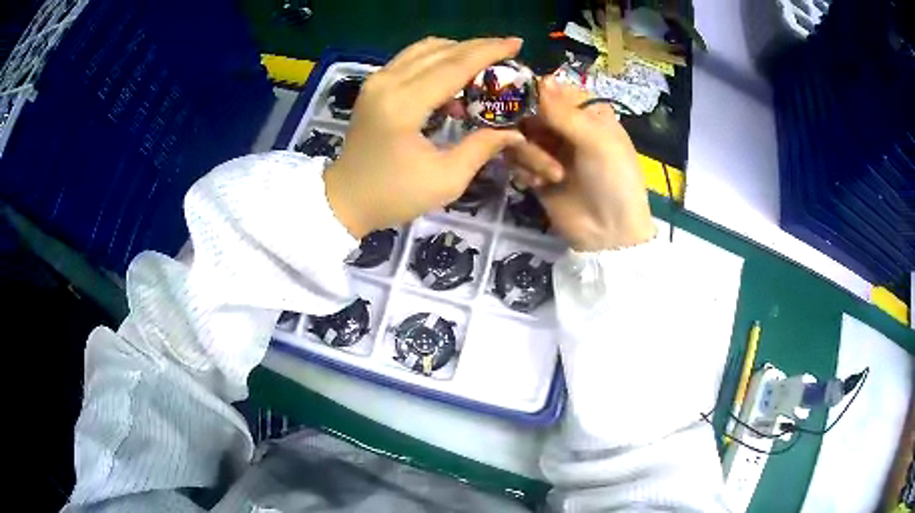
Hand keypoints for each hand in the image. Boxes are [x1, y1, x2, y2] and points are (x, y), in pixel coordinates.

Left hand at [324, 37, 525, 238]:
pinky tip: (454, 79)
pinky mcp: (373, 85)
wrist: (345, 199)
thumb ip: (481, 148)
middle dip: (478, 47)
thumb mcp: (446, 180)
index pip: (454, 66)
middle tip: (508, 53)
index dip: (489, 52)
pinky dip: (437, 60)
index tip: (517, 43)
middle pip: (440, 51)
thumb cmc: (394, 195)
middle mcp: (387, 83)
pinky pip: (411, 59)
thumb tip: (515, 132)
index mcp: (404, 105)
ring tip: (484, 66)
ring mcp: (376, 81)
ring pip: (424, 49)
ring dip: (457, 51)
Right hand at [506, 78, 654, 250]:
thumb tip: (541, 77)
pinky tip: (537, 185)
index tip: (516, 100)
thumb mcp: (596, 141)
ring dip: (529, 155)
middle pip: (528, 111)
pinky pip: (515, 160)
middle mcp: (565, 126)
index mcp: (586, 112)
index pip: (551, 89)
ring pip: (518, 136)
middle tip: (531, 144)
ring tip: (550, 176)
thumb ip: (564, 111)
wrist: (608, 233)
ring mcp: (548, 149)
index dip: (532, 93)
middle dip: (529, 130)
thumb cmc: (612, 180)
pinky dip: (523, 170)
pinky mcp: (535, 172)